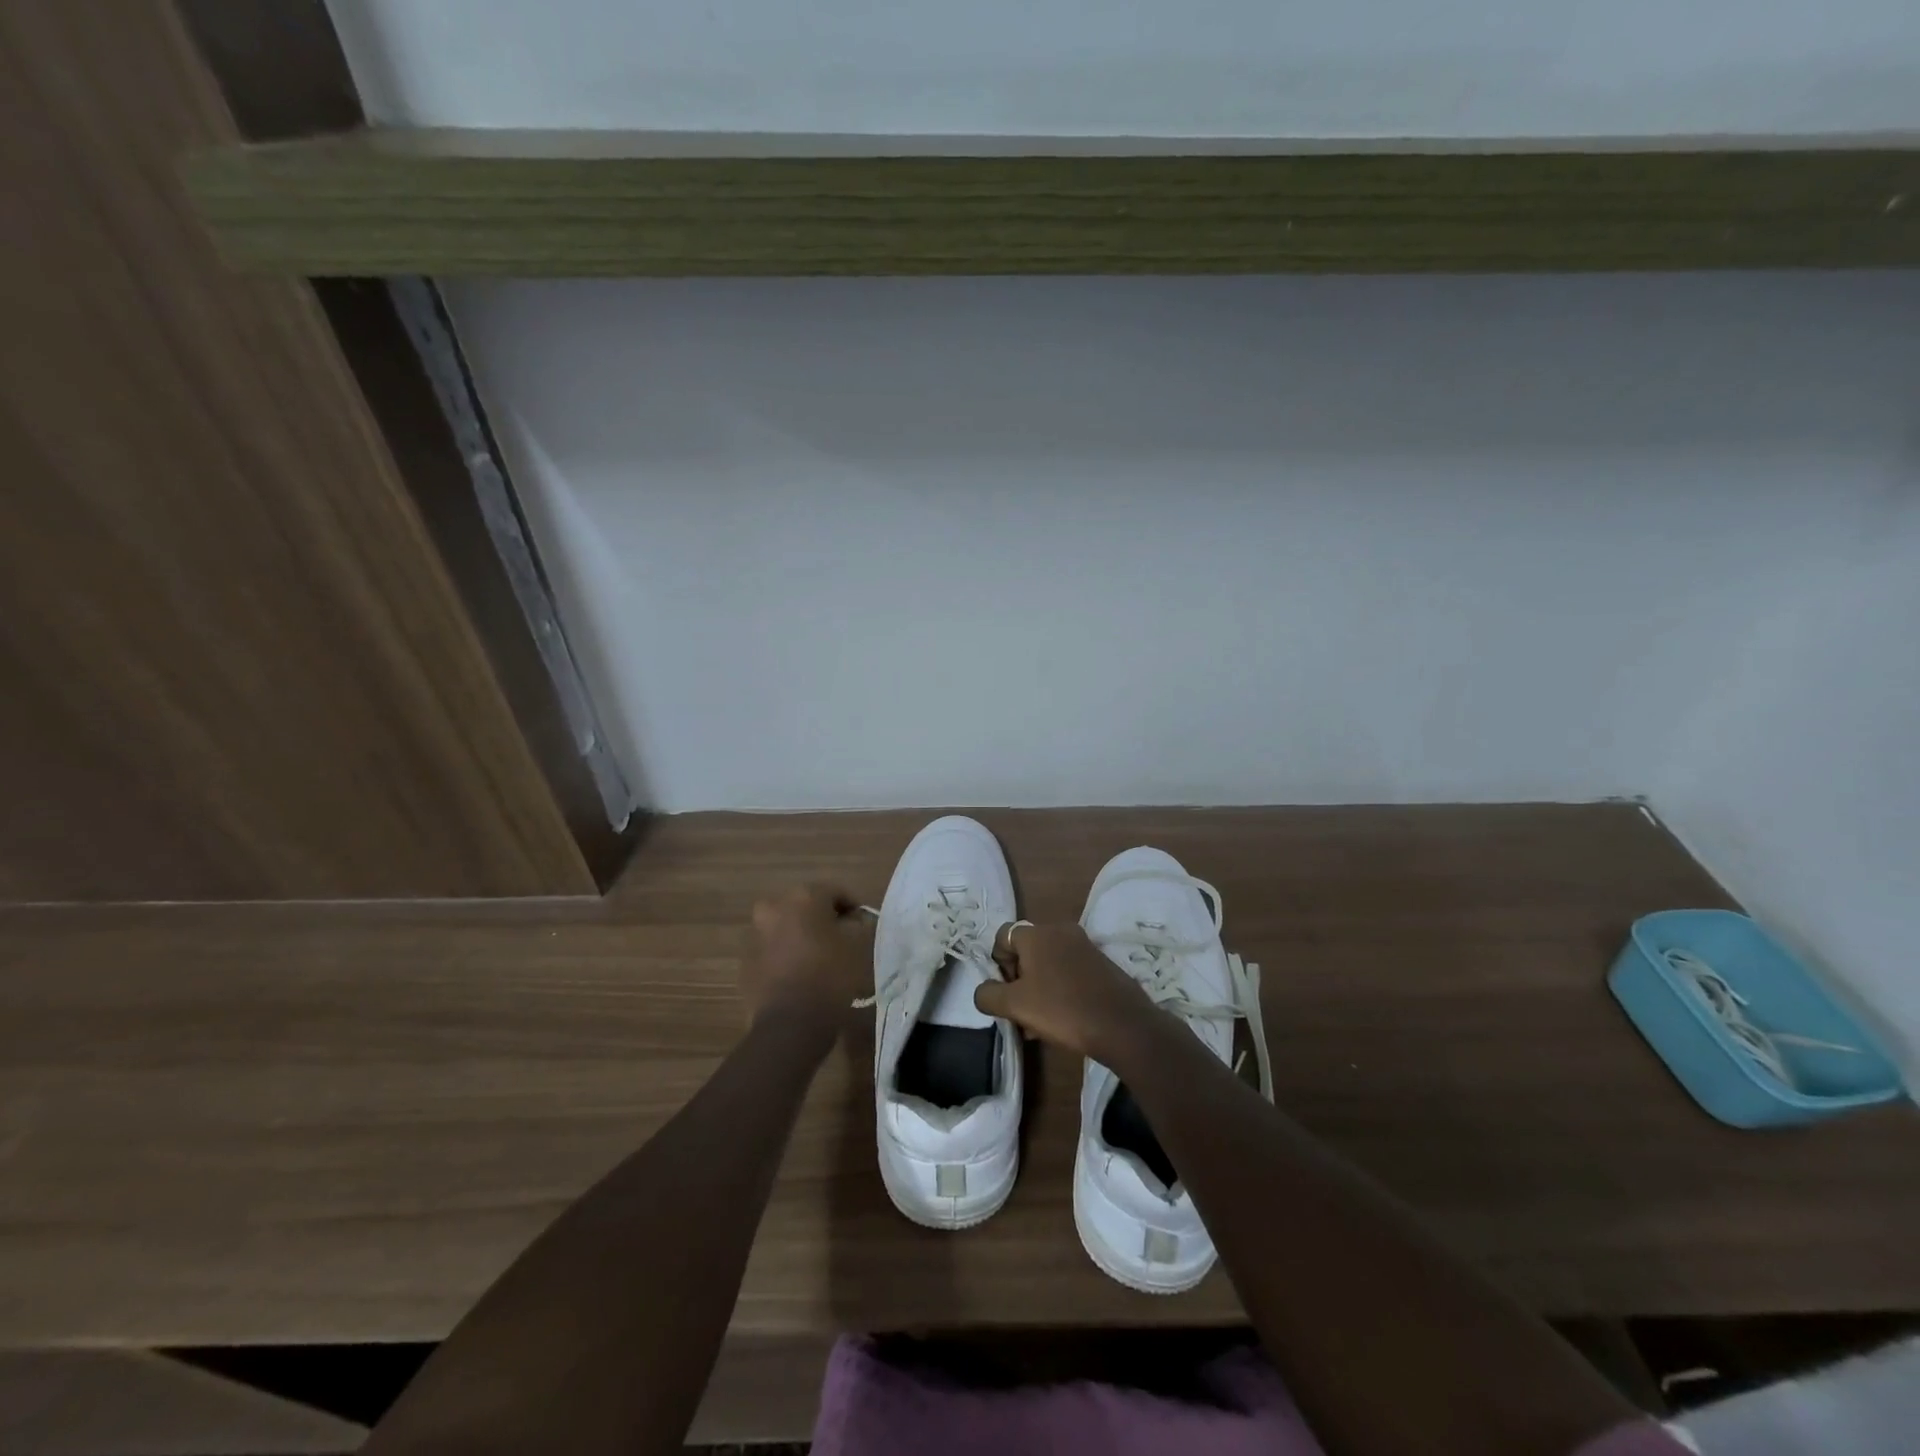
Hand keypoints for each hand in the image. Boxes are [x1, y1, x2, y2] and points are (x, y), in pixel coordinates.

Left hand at [742, 884, 871, 1027]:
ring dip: (803, 936)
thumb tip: (856, 920)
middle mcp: (774, 906)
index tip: (863, 927)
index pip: (836, 892)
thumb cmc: (830, 975)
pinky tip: (802, 975)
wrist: (790, 1023)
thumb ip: (860, 924)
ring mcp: (756, 933)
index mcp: (803, 896)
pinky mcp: (747, 960)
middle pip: (808, 906)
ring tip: (821, 960)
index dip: (854, 908)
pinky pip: (774, 949)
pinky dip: (788, 955)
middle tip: (842, 941)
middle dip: (825, 919)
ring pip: (788, 927)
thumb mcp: (858, 945)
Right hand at [974, 921, 1153, 1061]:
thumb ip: (988, 995)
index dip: (997, 964)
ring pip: (1048, 963)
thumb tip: (984, 990)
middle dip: (1018, 980)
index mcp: (1036, 933)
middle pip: (1026, 950)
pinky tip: (1063, 1019)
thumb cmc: (1063, 1009)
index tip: (1006, 992)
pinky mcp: (1101, 962)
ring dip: (1038, 988)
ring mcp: (1084, 945)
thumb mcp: (1015, 1006)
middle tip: (1022, 1011)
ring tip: (1040, 1023)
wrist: (1123, 1025)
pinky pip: (1069, 970)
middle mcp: (1060, 930)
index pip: (1002, 936)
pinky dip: (1060, 989)